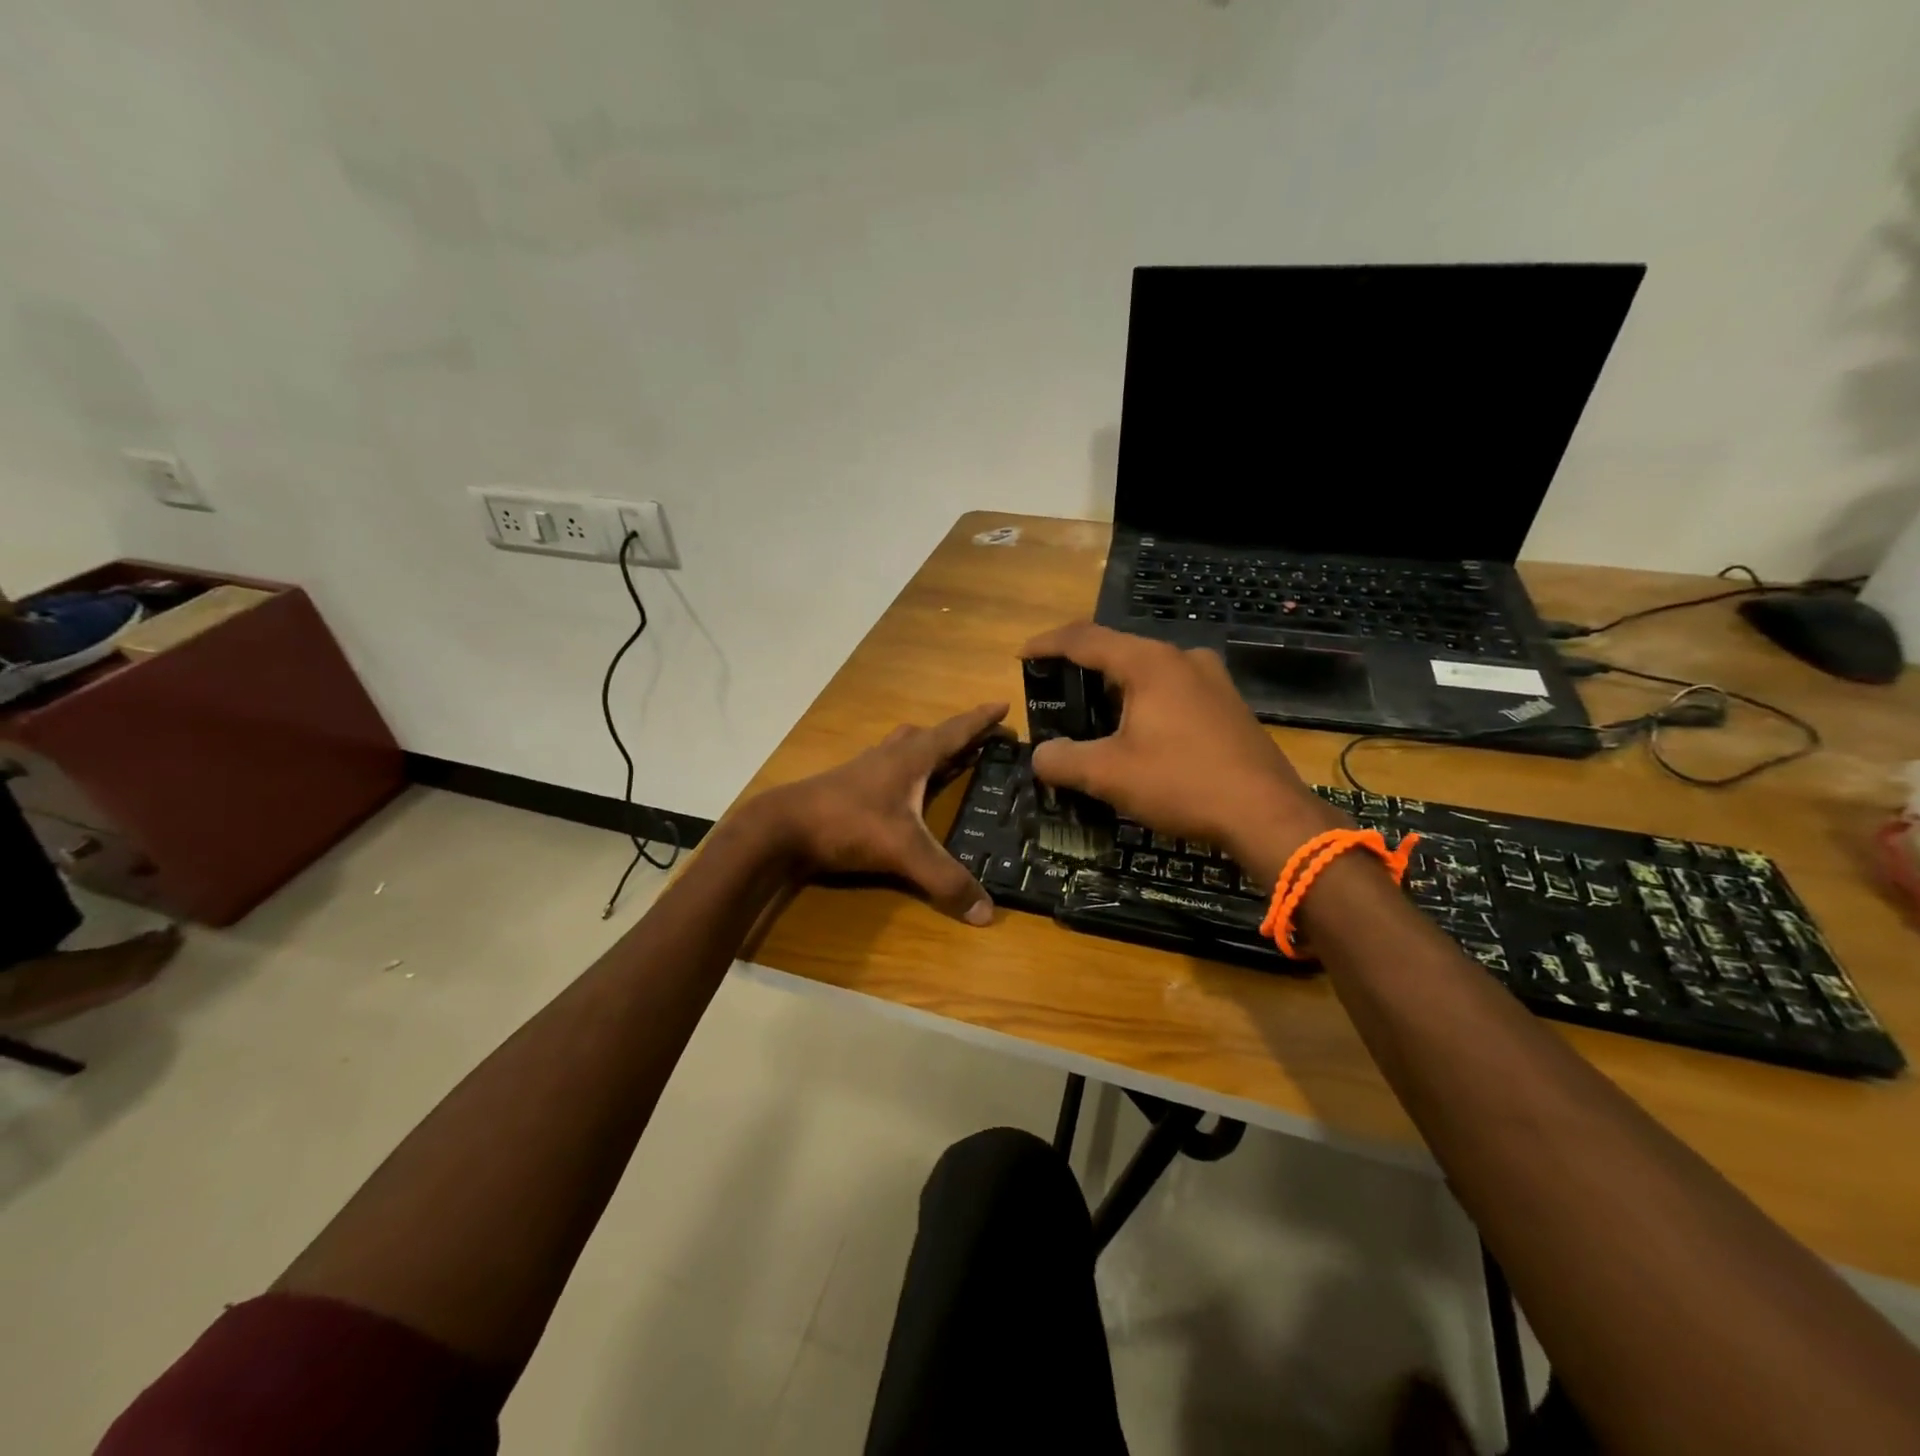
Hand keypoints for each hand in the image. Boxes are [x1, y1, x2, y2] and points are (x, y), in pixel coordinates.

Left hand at [755, 702, 1009, 923]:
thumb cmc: (847, 824)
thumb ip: (944, 880)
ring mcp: (865, 770)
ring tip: (946, 761)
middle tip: (981, 741)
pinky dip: (905, 772)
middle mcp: (890, 756)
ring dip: (928, 750)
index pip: (954, 732)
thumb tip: (986, 913)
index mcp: (910, 758)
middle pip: (929, 736)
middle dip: (957, 736)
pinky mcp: (848, 787)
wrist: (782, 828)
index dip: (980, 720)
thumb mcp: (902, 851)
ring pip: (904, 749)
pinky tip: (904, 792)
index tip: (1003, 704)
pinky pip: (887, 769)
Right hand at [1018, 623, 1340, 878]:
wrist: (1268, 815)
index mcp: (1149, 663)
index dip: (1047, 644)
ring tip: (1093, 721)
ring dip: (1115, 691)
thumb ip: (1063, 760)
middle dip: (1081, 672)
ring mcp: (1212, 680)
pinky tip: (1139, 737)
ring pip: (1148, 673)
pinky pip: (1173, 691)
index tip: (1022, 656)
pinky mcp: (1228, 705)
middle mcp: (1182, 659)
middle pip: (1117, 652)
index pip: (1084, 639)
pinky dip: (1145, 704)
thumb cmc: (1183, 783)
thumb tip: (1041, 755)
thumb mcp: (1109, 775)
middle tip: (1056, 697)